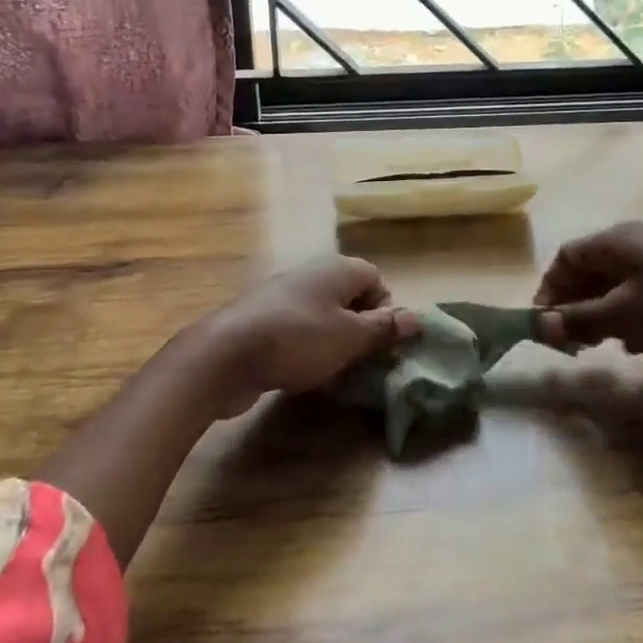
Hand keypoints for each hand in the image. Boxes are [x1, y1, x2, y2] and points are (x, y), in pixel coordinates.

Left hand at [206, 255, 418, 415]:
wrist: (225, 354)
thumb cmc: (299, 339)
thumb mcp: (351, 337)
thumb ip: (384, 328)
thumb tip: (418, 317)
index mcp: (337, 268)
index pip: (376, 279)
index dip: (384, 309)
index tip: (380, 341)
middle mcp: (311, 273)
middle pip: (349, 296)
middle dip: (359, 328)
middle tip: (360, 360)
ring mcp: (283, 295)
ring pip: (322, 315)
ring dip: (332, 341)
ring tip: (332, 371)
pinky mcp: (261, 319)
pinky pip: (297, 329)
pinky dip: (305, 348)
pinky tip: (300, 373)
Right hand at [532, 221, 642, 369]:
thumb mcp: (620, 316)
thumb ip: (578, 320)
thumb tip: (541, 325)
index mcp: (616, 241)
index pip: (568, 256)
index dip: (550, 286)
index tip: (543, 321)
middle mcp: (635, 245)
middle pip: (591, 270)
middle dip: (574, 303)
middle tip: (567, 339)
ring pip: (616, 286)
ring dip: (600, 313)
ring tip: (595, 345)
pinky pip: (641, 297)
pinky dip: (628, 318)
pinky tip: (632, 346)